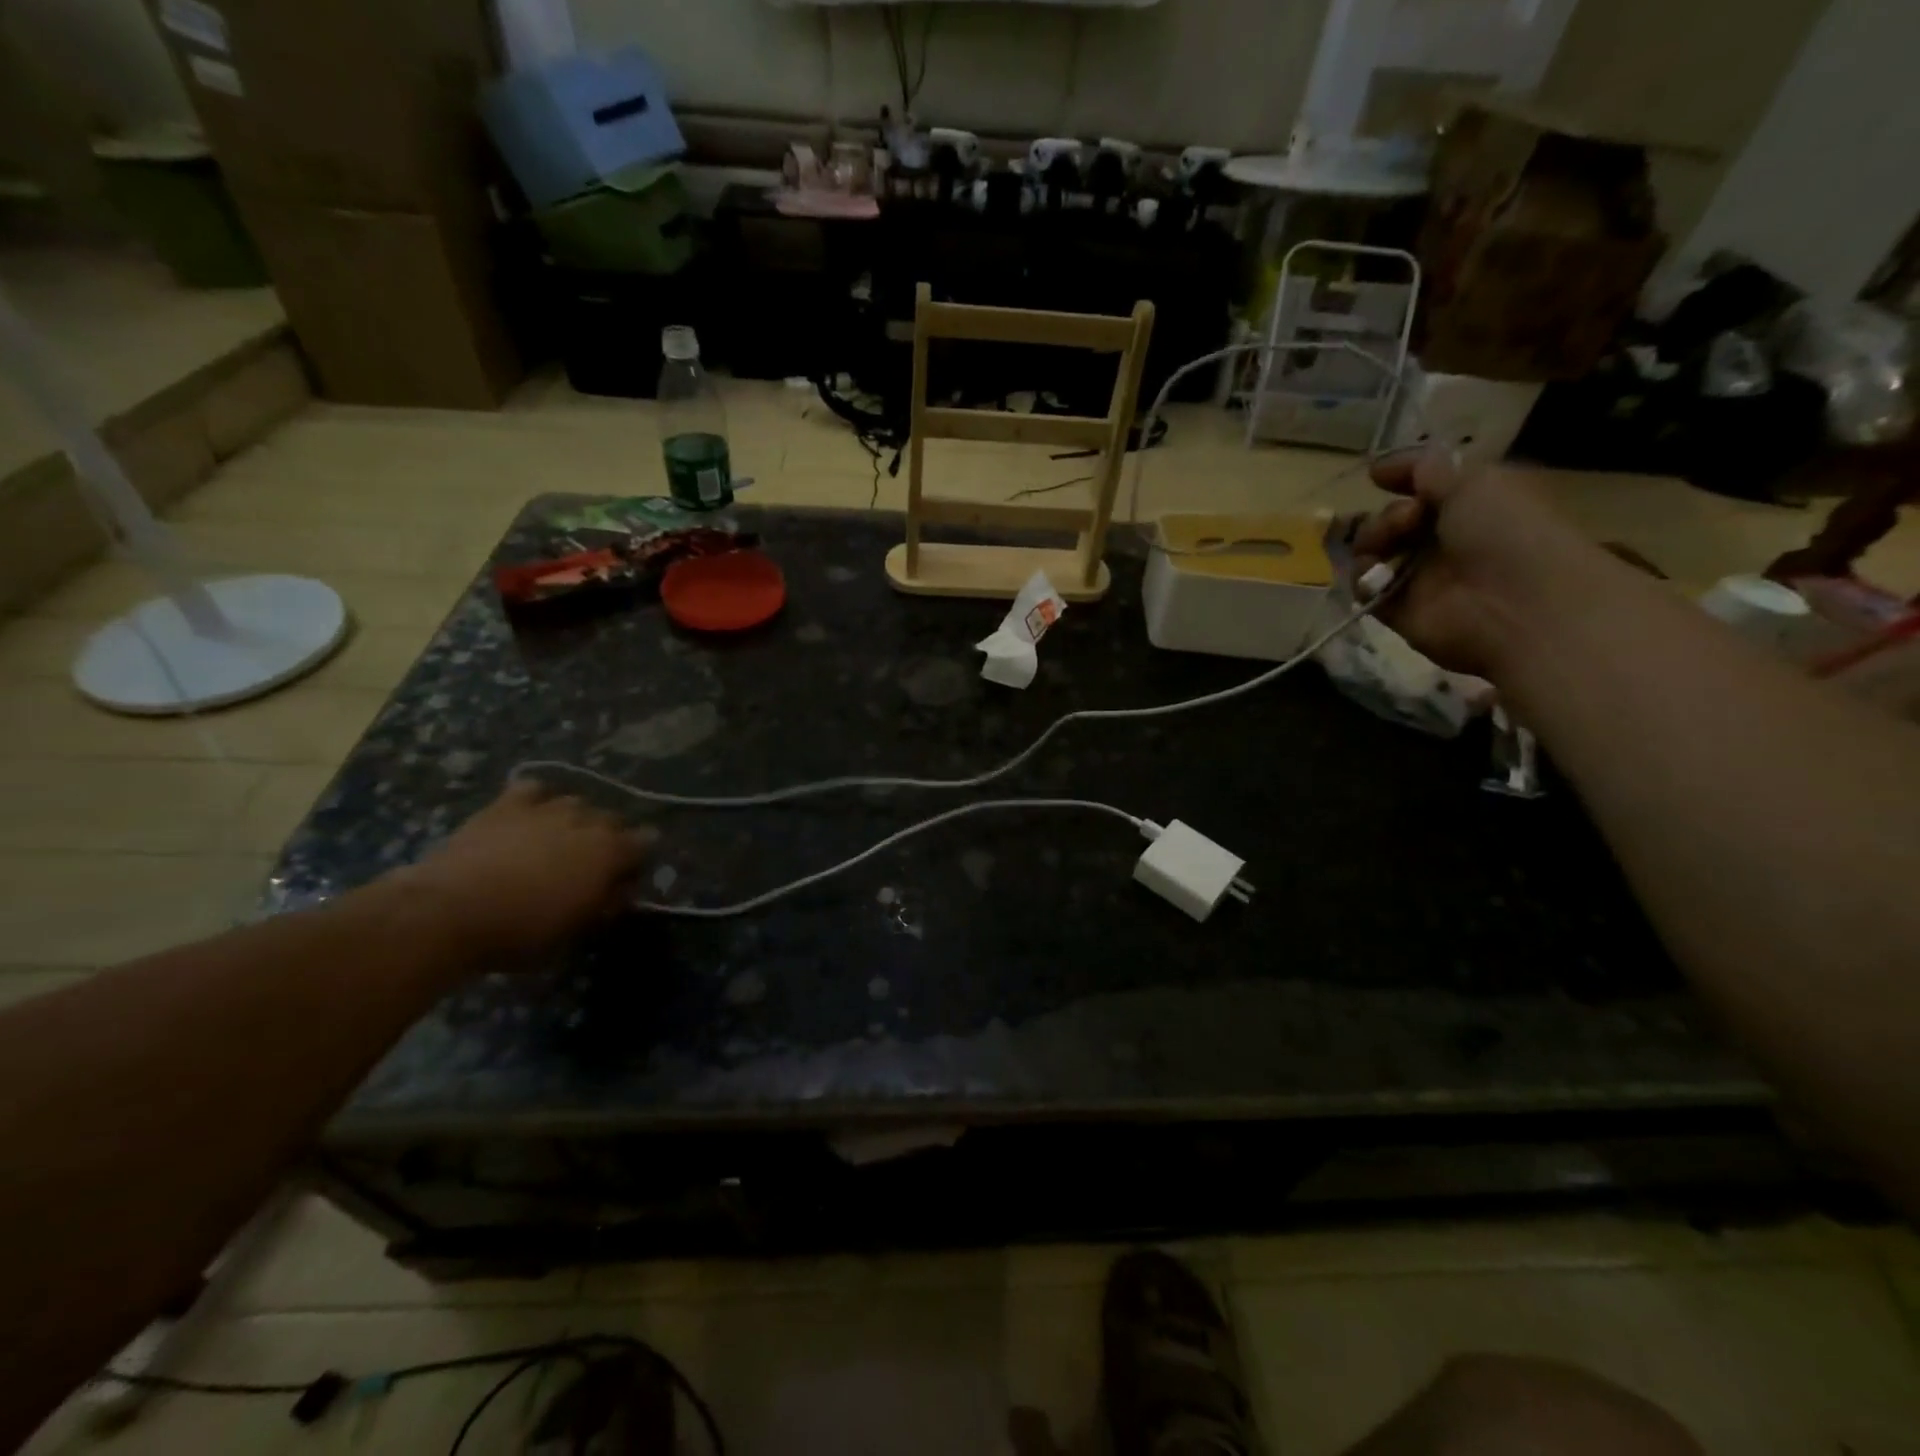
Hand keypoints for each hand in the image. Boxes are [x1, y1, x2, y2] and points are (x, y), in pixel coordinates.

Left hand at [396, 781, 653, 960]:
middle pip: (613, 820)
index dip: (636, 863)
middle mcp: (587, 819)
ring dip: (575, 821)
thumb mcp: (576, 932)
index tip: (622, 884)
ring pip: (576, 803)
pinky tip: (528, 819)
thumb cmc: (520, 930)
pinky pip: (534, 790)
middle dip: (609, 839)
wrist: (448, 911)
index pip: (645, 844)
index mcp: (610, 851)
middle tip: (590, 867)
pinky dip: (537, 801)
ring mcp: (547, 807)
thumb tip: (620, 891)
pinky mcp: (507, 803)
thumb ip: (606, 904)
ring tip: (557, 843)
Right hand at [1352, 452, 1590, 679]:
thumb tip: (1395, 465)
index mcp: (1472, 505)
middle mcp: (1445, 539)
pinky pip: (1364, 586)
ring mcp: (1419, 576)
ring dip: (1373, 539)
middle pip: (1394, 518)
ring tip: (1388, 545)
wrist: (1514, 606)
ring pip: (1374, 549)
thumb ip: (1430, 471)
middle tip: (1408, 518)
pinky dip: (1363, 576)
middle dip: (1391, 513)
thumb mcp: (1476, 482)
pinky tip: (1376, 574)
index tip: (1376, 475)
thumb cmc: (1506, 532)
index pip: (1427, 486)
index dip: (1402, 476)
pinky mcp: (1396, 609)